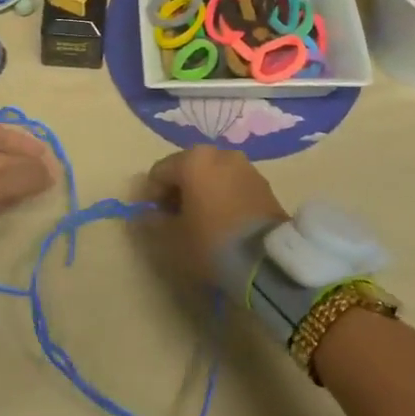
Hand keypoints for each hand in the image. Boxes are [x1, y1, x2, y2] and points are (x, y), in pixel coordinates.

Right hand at [142, 145, 286, 285]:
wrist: (269, 261)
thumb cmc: (212, 243)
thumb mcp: (173, 238)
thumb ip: (153, 223)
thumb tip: (145, 216)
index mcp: (193, 160)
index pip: (159, 172)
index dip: (151, 196)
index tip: (155, 220)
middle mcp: (219, 154)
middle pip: (186, 169)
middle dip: (177, 191)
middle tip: (177, 220)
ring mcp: (245, 166)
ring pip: (211, 175)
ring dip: (201, 193)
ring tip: (202, 222)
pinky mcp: (263, 183)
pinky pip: (232, 184)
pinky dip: (222, 196)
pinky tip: (223, 222)